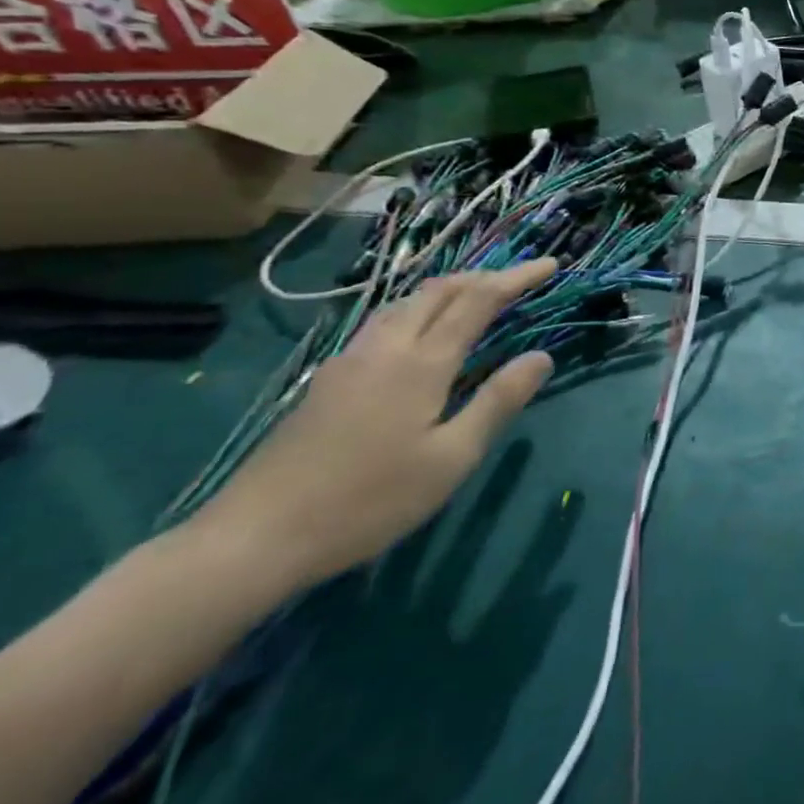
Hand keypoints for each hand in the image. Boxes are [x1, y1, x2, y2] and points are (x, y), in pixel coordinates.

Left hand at [194, 259, 558, 592]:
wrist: (252, 540)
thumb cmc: (368, 501)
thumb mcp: (451, 458)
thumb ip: (498, 401)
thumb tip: (541, 357)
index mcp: (421, 362)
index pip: (478, 300)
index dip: (516, 278)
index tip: (551, 264)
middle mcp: (384, 348)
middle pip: (437, 291)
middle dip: (482, 276)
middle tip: (518, 279)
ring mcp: (348, 362)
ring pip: (404, 304)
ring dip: (446, 290)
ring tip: (474, 297)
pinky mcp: (325, 382)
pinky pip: (383, 324)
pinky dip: (417, 311)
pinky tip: (417, 335)